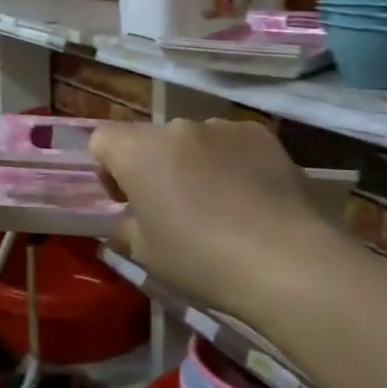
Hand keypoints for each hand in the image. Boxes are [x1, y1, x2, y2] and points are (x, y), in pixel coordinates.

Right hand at [90, 118, 345, 318]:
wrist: (284, 260)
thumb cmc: (200, 259)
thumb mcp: (146, 254)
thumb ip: (126, 226)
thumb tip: (128, 218)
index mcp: (139, 151)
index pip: (103, 139)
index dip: (108, 169)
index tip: (127, 201)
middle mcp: (177, 127)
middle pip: (151, 139)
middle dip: (154, 167)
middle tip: (173, 209)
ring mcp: (223, 126)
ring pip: (193, 140)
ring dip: (193, 162)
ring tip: (219, 204)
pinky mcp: (262, 134)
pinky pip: (232, 143)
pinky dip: (232, 162)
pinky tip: (251, 197)